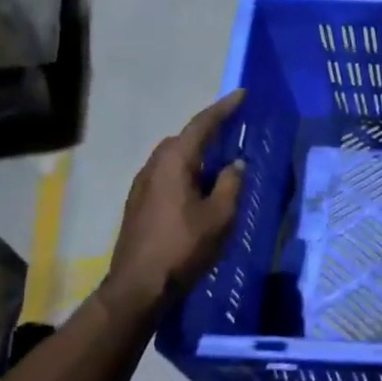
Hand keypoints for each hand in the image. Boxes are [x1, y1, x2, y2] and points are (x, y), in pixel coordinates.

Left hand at [101, 90, 245, 315]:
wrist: (139, 286)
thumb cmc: (183, 247)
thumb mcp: (220, 216)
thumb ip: (231, 184)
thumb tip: (236, 164)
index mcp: (174, 162)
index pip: (202, 125)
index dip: (223, 109)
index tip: (242, 94)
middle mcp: (154, 167)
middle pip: (183, 139)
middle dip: (208, 131)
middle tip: (234, 131)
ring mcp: (142, 186)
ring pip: (174, 158)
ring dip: (197, 155)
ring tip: (221, 162)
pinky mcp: (139, 204)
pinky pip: (168, 175)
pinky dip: (187, 172)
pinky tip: (201, 189)